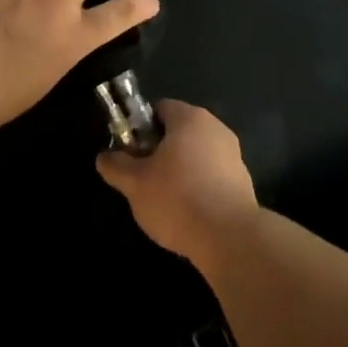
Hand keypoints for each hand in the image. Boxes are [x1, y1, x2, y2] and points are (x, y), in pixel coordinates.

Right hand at [96, 100, 258, 271]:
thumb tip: (104, 157)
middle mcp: (215, 128)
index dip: (142, 127)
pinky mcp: (243, 181)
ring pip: (197, 154)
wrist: (229, 237)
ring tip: (165, 200)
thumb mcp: (135, 184)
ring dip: (181, 169)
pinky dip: (199, 186)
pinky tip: (189, 212)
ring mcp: (233, 154)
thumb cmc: (177, 199)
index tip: (132, 152)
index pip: (161, 108)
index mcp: (190, 118)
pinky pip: (213, 175)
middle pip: (180, 131)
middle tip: (144, 177)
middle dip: (160, 150)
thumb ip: (116, 166)